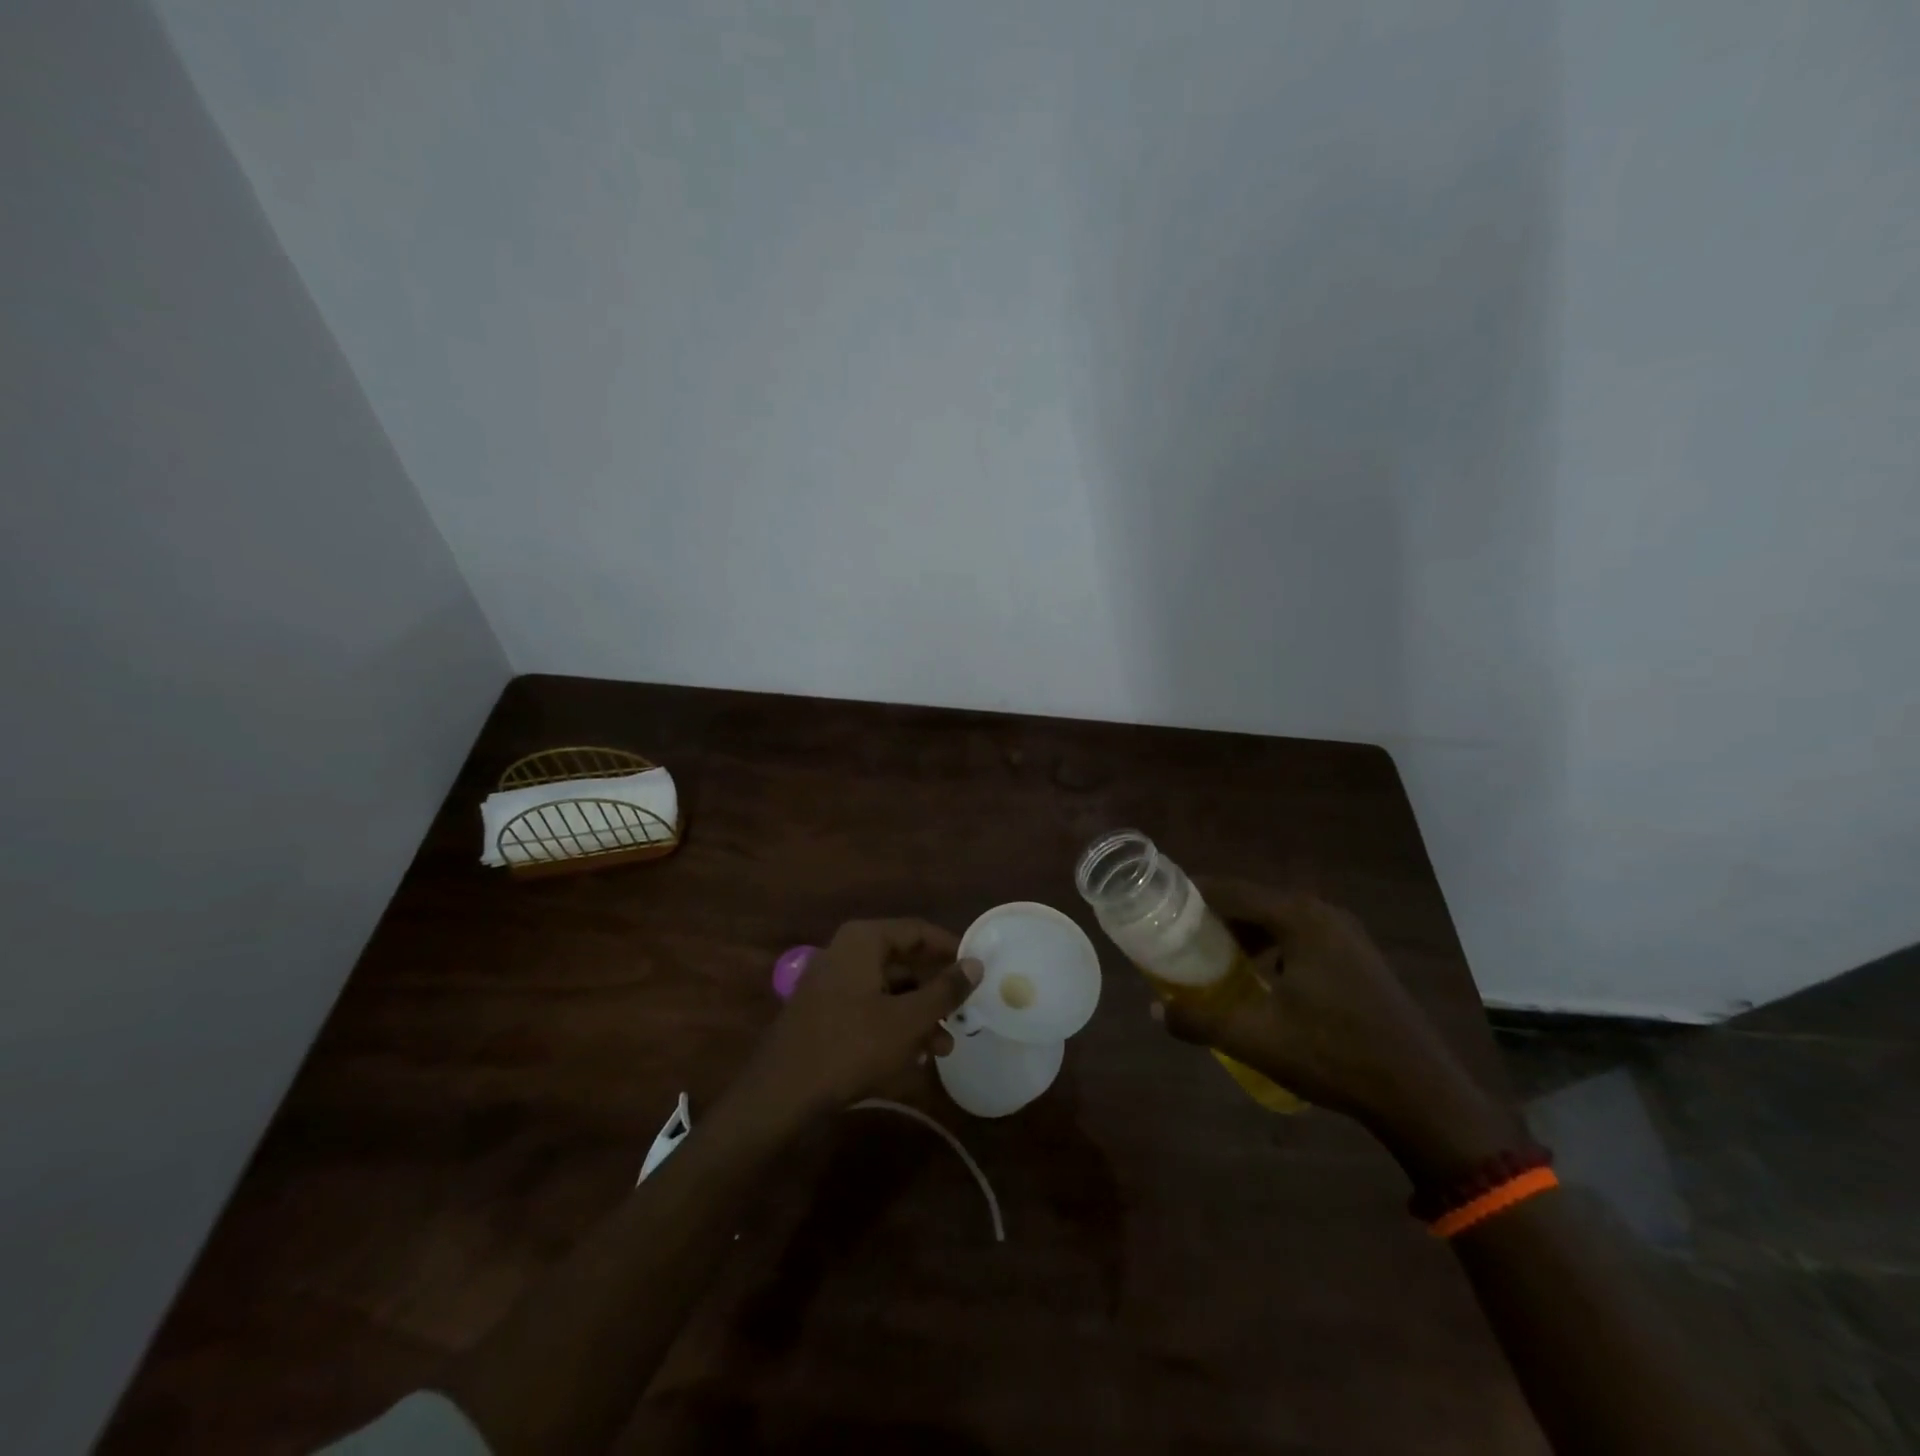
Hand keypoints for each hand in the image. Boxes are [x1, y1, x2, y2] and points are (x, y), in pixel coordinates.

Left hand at [736, 919, 981, 1121]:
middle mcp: (846, 952)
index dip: (950, 949)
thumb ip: (945, 990)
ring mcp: (831, 983)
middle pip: (903, 962)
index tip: (977, 971)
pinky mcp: (824, 1012)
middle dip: (935, 992)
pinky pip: (869, 1009)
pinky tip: (913, 1057)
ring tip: (943, 1047)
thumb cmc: (851, 1046)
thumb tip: (976, 964)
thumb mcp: (908, 1020)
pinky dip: (893, 1026)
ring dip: (918, 1016)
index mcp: (863, 940)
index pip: (918, 931)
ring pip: (888, 990)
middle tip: (964, 1014)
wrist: (781, 1094)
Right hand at [1154, 881, 1523, 1176]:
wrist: (1422, 1095)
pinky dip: (1271, 946)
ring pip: (1276, 919)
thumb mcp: (1256, 1038)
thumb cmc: (1334, 1055)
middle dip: (1212, 917)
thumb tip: (1153, 1011)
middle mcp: (1321, 912)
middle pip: (1251, 900)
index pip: (1227, 889)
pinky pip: (1299, 936)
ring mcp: (1345, 933)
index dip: (1188, 896)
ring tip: (1212, 959)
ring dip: (1242, 933)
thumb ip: (1199, 1020)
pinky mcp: (1358, 956)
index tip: (1157, 911)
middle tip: (1178, 939)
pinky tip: (1260, 980)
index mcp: (1297, 917)